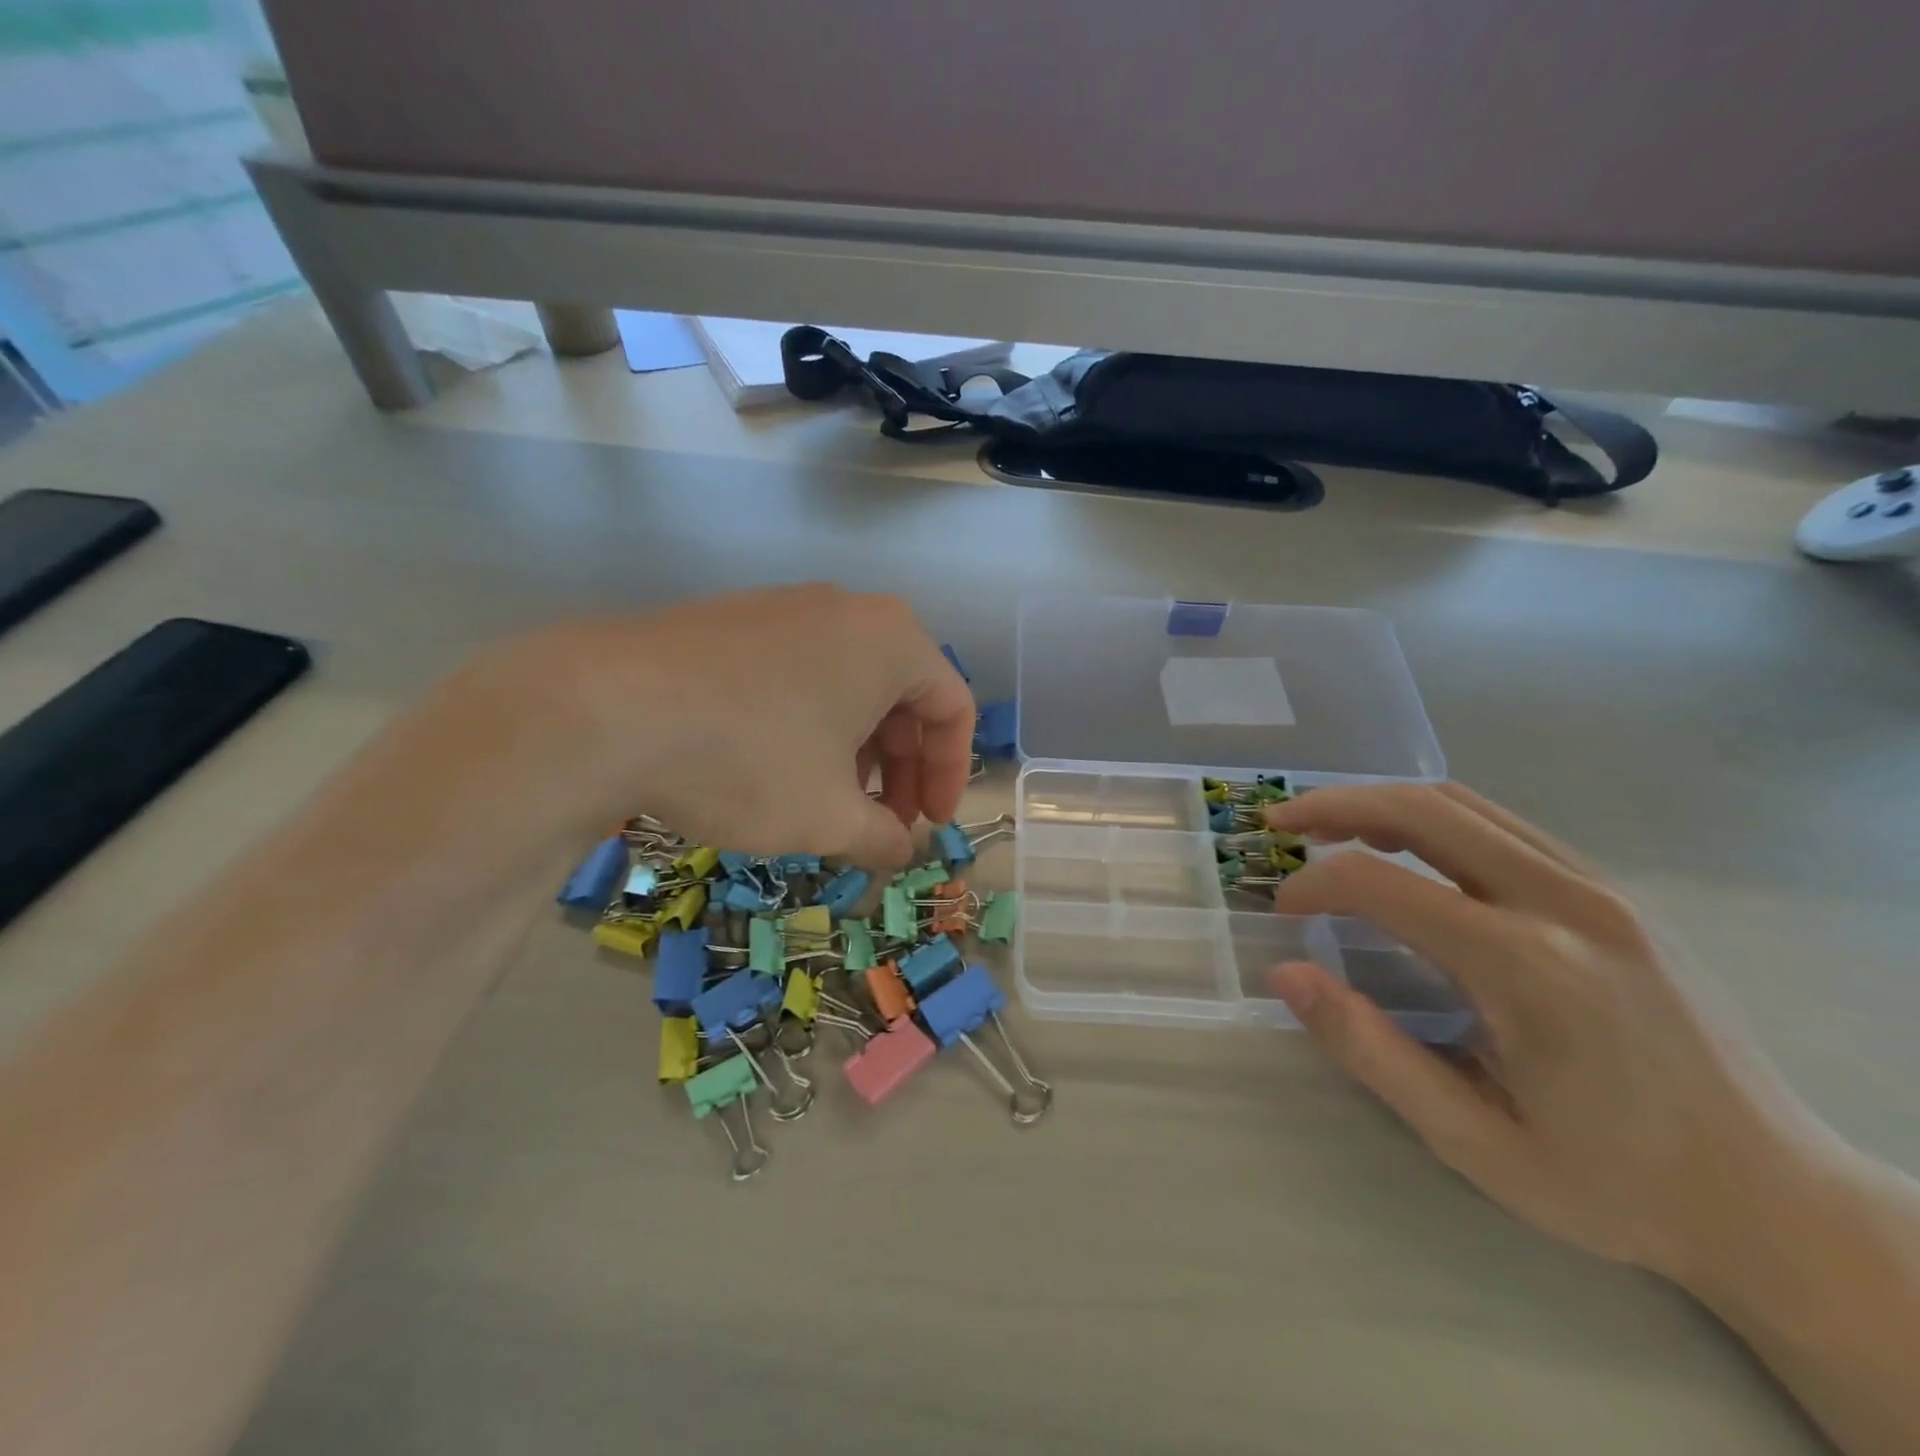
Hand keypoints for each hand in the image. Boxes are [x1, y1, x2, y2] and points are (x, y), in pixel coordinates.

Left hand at [470, 586, 974, 867]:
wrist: (607, 708)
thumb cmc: (750, 759)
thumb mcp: (828, 815)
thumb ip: (883, 837)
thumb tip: (901, 852)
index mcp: (892, 641)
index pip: (953, 709)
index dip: (951, 775)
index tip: (929, 826)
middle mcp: (848, 610)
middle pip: (902, 695)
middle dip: (902, 767)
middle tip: (885, 822)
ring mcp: (787, 608)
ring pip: (849, 685)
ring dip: (858, 750)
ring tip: (833, 803)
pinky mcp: (736, 620)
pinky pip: (801, 674)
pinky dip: (812, 724)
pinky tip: (781, 768)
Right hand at [1262, 782, 1810, 1282]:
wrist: (1778, 1203)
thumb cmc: (1614, 1183)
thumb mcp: (1473, 1141)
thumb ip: (1370, 1050)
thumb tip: (1285, 975)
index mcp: (1528, 967)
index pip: (1384, 884)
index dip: (1314, 884)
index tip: (1281, 908)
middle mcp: (1567, 904)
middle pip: (1424, 811)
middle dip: (1336, 806)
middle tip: (1281, 824)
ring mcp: (1600, 889)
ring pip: (1465, 805)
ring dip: (1383, 802)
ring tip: (1328, 825)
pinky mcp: (1615, 894)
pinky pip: (1504, 826)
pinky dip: (1434, 819)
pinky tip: (1404, 846)